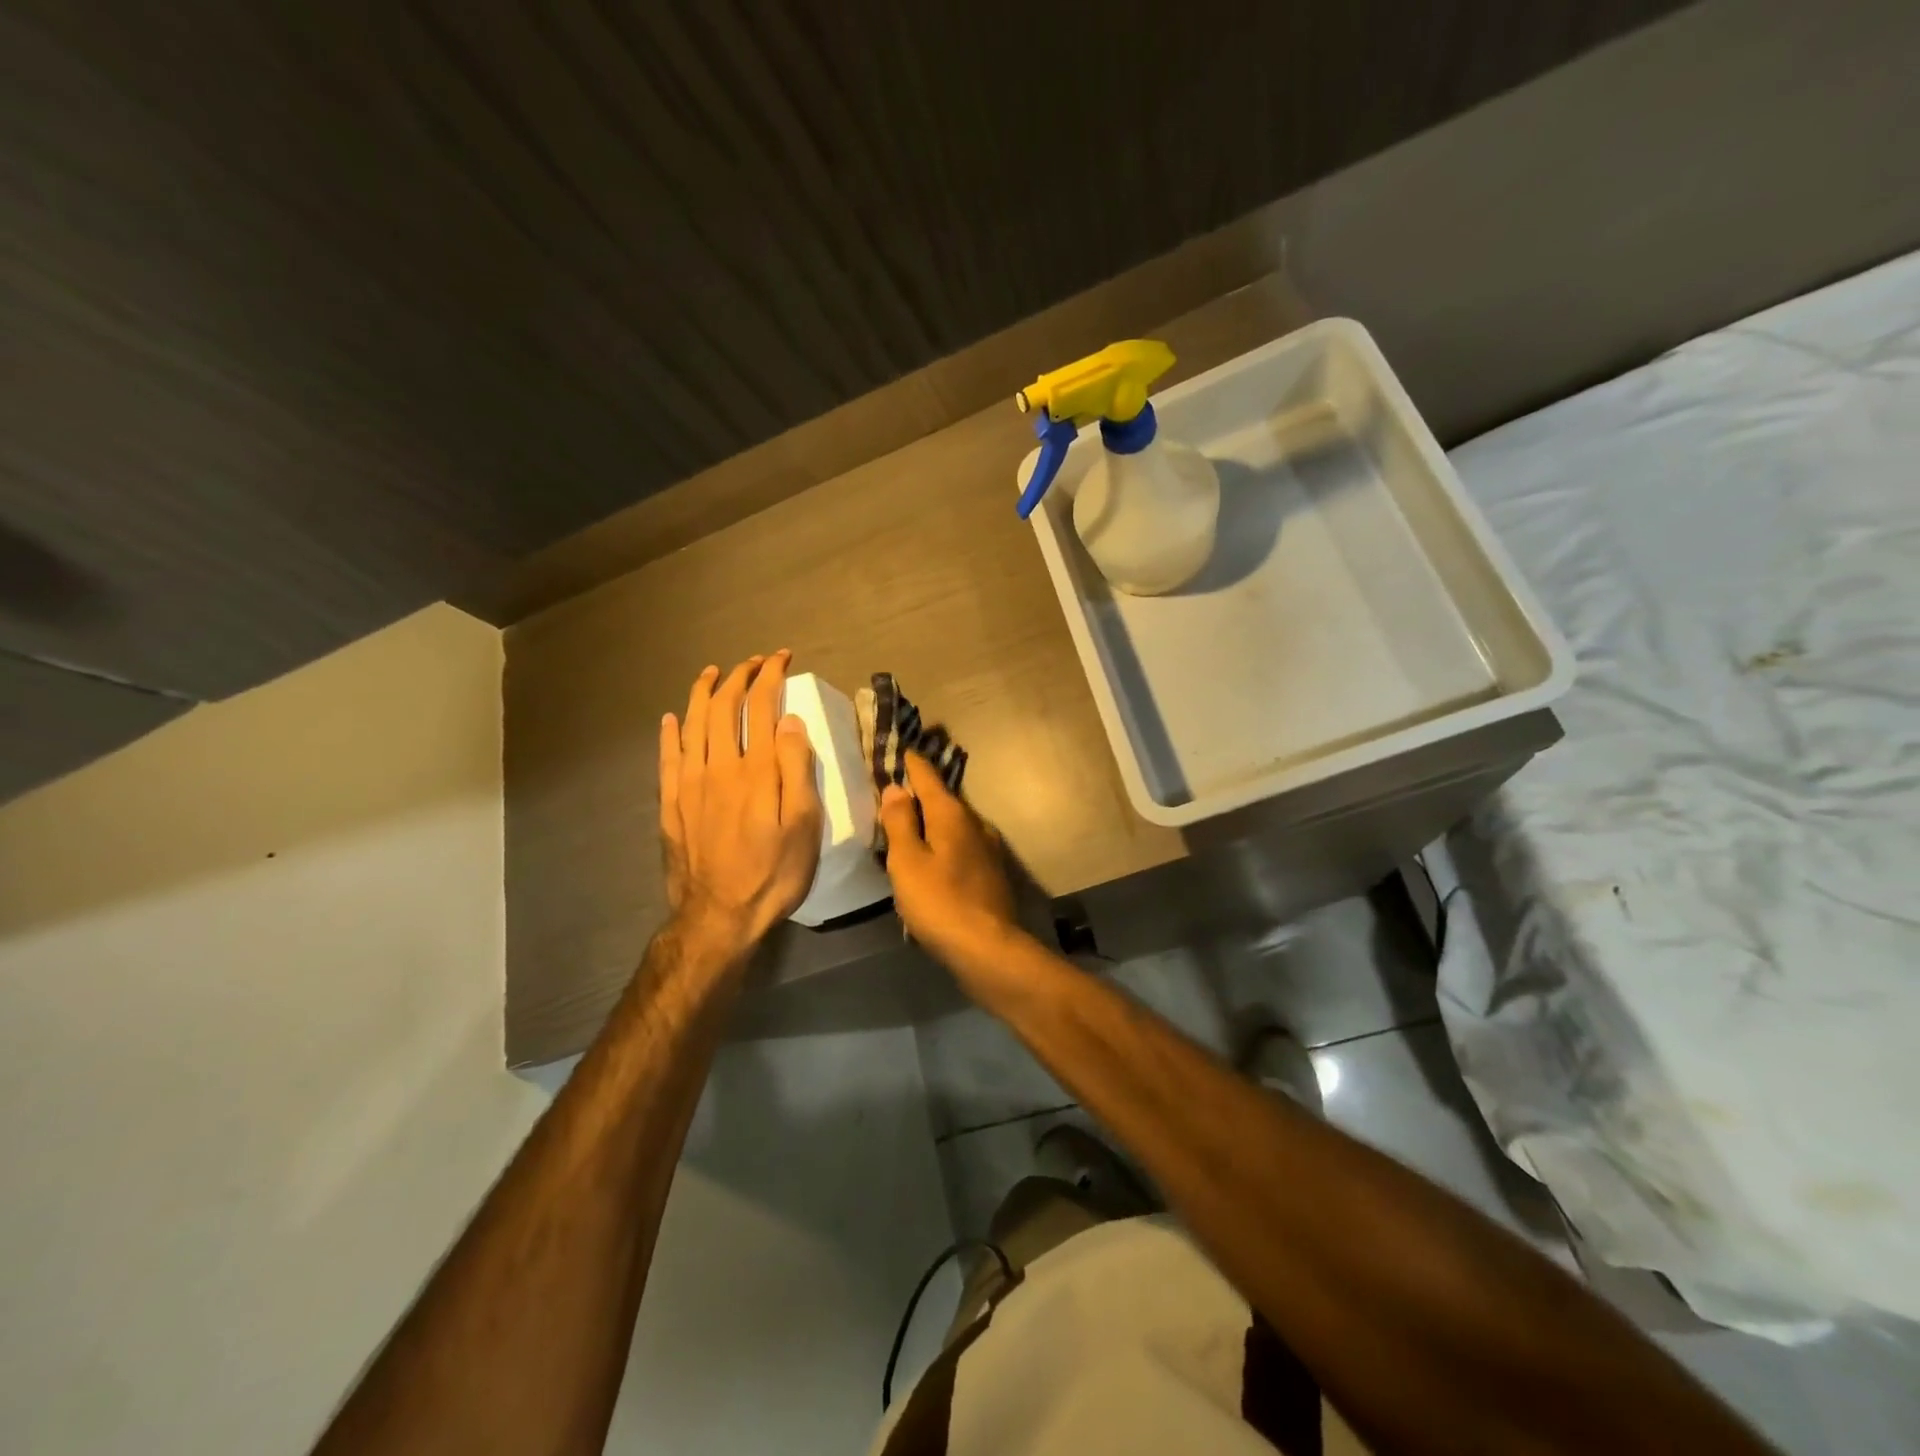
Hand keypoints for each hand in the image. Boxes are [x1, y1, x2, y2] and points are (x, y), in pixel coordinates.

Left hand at [659, 651, 822, 962]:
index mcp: (755, 770)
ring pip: (691, 725)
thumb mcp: (803, 824)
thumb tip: (788, 720)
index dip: (770, 677)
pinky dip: (670, 733)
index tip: (781, 658)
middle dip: (738, 678)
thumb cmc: (773, 872)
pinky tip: (671, 719)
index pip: (760, 707)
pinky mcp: (671, 805)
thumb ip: (796, 768)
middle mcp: (717, 767)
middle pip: (723, 709)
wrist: (718, 917)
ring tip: (711, 673)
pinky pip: (666, 758)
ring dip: (702, 694)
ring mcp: (688, 785)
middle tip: (753, 662)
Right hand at [877, 752, 1021, 976]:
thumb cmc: (940, 902)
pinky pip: (962, 845)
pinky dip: (944, 842)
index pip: (928, 776)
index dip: (911, 763)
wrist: (988, 948)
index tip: (900, 749)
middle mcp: (974, 823)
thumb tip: (897, 788)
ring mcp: (988, 847)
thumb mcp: (907, 861)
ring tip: (910, 824)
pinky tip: (934, 857)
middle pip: (943, 798)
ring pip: (954, 823)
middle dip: (921, 792)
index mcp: (951, 814)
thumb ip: (900, 823)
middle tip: (896, 789)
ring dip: (933, 820)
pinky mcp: (992, 871)